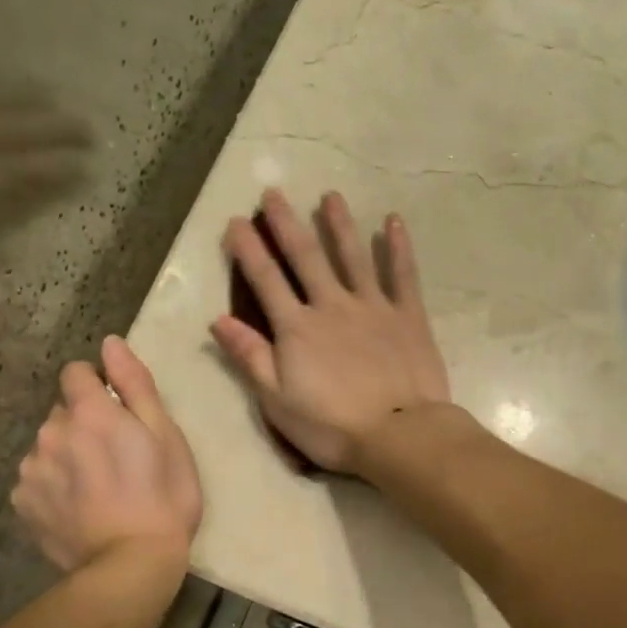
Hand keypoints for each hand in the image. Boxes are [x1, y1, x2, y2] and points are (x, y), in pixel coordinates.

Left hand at [12, 337, 201, 572]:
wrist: (131, 565)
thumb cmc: (163, 496)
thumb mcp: (165, 435)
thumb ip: (135, 384)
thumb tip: (110, 343)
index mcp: (90, 411)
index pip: (76, 373)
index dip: (98, 385)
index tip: (118, 412)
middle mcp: (51, 431)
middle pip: (63, 411)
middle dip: (84, 423)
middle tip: (116, 457)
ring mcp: (31, 469)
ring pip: (48, 445)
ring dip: (67, 454)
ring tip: (96, 487)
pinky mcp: (22, 502)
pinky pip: (36, 478)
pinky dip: (53, 485)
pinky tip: (77, 508)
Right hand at [212, 189, 451, 473]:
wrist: (399, 435)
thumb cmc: (331, 426)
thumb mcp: (277, 400)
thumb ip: (250, 357)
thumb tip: (218, 320)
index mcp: (297, 328)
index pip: (266, 281)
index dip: (248, 250)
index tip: (236, 222)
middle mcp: (332, 306)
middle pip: (306, 257)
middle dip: (286, 223)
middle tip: (274, 192)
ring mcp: (373, 306)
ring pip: (353, 256)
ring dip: (339, 224)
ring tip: (331, 196)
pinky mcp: (408, 316)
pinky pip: (403, 274)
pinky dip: (398, 248)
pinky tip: (393, 222)